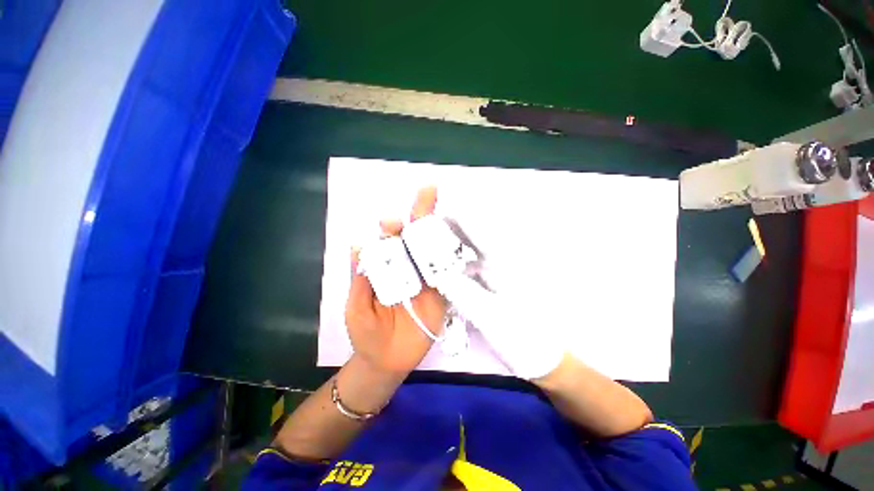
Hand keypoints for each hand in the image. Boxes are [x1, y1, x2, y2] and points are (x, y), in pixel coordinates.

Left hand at [345, 187, 447, 374]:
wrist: (387, 361)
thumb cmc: (366, 333)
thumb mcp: (356, 307)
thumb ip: (360, 279)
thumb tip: (358, 245)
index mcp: (385, 268)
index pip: (390, 241)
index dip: (392, 228)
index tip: (391, 221)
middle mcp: (407, 267)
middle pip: (415, 238)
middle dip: (421, 214)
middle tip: (428, 190)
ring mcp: (426, 278)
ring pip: (432, 250)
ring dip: (437, 231)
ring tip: (442, 210)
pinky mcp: (441, 293)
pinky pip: (446, 273)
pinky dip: (451, 257)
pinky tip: (456, 240)